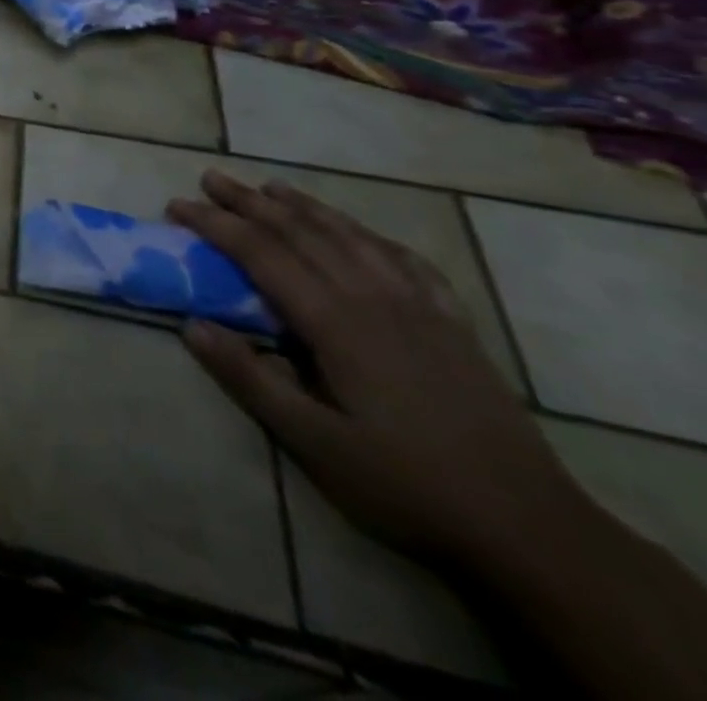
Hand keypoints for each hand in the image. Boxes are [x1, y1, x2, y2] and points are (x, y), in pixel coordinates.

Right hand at [168, 171, 582, 566]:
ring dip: (306, 207)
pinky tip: (361, 233)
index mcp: (336, 321)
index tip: (177, 205)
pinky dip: (372, 236)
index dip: (215, 224)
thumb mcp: (314, 442)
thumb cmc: (407, 484)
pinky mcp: (454, 325)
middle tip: (210, 178)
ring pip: (351, 237)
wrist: (529, 526)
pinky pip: (408, 262)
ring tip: (271, 187)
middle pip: (302, 232)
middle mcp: (374, 298)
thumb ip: (250, 378)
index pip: (261, 253)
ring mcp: (420, 307)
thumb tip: (191, 324)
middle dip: (250, 201)